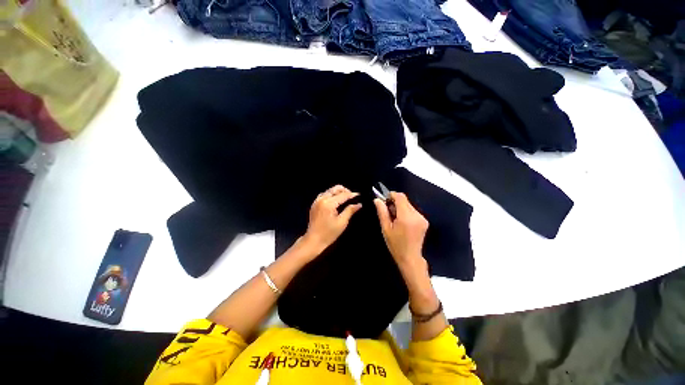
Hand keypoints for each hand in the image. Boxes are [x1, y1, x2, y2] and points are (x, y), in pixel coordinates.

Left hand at [302, 185, 361, 253]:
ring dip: (338, 192)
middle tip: (352, 198)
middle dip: (345, 191)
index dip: (352, 195)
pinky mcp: (314, 204)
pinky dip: (331, 195)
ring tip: (345, 199)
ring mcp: (317, 201)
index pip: (343, 195)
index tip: (359, 195)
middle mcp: (322, 199)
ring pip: (330, 190)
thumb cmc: (328, 233)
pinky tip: (336, 201)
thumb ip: (350, 211)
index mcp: (328, 203)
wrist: (313, 240)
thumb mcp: (342, 222)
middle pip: (335, 188)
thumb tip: (358, 204)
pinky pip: (324, 194)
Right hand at [374, 192, 428, 266]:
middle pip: (405, 200)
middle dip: (395, 202)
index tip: (384, 200)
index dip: (391, 195)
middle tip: (388, 211)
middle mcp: (416, 215)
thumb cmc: (395, 244)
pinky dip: (406, 212)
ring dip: (400, 207)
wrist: (410, 258)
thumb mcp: (385, 228)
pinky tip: (402, 222)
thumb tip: (377, 199)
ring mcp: (422, 218)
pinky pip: (413, 211)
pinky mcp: (425, 221)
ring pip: (409, 205)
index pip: (400, 197)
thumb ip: (382, 212)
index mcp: (406, 217)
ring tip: (395, 218)